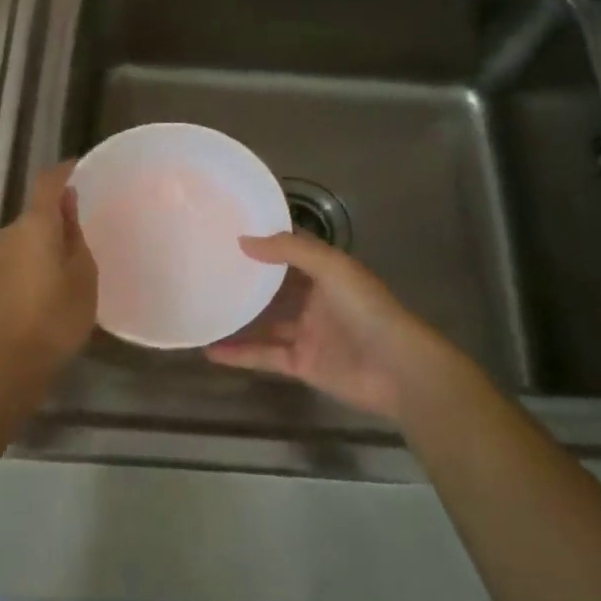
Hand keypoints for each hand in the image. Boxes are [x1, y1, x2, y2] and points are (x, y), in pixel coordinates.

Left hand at [0, 163, 97, 393]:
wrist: (11, 364)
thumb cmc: (57, 316)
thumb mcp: (82, 273)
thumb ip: (74, 233)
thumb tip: (67, 203)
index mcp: (34, 225)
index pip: (47, 182)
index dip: (64, 170)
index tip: (81, 168)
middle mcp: (10, 232)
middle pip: (36, 209)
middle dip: (58, 211)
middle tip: (87, 223)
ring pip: (26, 234)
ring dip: (46, 236)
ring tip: (71, 256)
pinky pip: (18, 254)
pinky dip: (35, 256)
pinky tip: (50, 279)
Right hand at [205, 232, 475, 424]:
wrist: (397, 369)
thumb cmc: (367, 310)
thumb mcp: (332, 268)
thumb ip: (289, 251)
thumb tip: (244, 240)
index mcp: (326, 273)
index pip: (291, 251)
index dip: (265, 241)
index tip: (229, 230)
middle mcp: (315, 300)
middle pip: (275, 287)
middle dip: (247, 279)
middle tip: (207, 267)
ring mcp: (307, 333)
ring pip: (266, 322)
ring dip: (238, 317)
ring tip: (203, 307)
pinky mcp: (301, 364)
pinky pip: (264, 356)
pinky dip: (240, 354)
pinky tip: (211, 349)